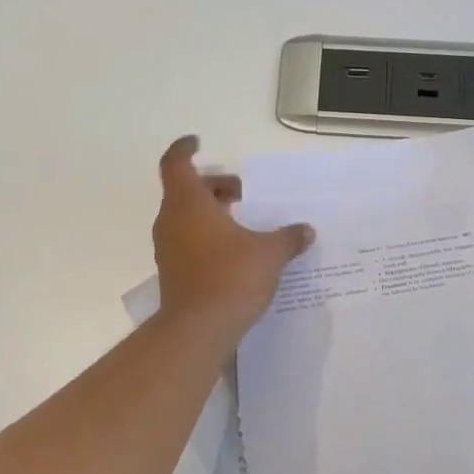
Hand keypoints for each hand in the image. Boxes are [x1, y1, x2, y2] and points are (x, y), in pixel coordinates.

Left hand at [152, 136, 313, 340]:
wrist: (197, 330)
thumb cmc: (230, 277)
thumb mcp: (268, 254)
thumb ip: (287, 238)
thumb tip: (306, 231)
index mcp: (188, 203)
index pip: (175, 164)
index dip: (184, 149)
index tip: (197, 142)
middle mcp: (172, 220)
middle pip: (185, 191)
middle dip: (213, 186)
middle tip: (242, 193)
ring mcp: (168, 248)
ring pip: (186, 217)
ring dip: (210, 212)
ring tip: (242, 223)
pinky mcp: (172, 271)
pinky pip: (187, 241)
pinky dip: (206, 236)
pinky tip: (234, 251)